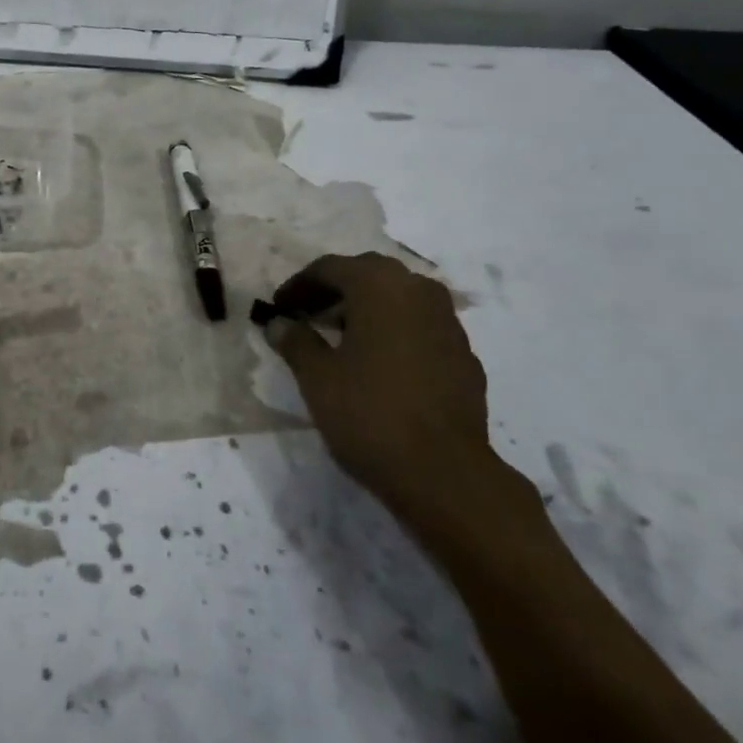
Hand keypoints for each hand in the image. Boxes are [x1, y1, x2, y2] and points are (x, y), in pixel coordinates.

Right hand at [267, 252, 508, 534]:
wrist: (445, 475)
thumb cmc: (370, 414)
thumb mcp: (317, 377)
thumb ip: (295, 341)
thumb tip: (279, 323)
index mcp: (380, 286)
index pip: (330, 268)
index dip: (299, 285)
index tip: (278, 307)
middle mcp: (418, 291)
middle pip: (368, 276)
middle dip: (335, 291)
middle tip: (308, 315)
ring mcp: (448, 323)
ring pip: (399, 300)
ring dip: (367, 310)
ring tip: (340, 339)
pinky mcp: (464, 356)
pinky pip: (420, 328)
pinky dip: (395, 333)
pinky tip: (379, 365)